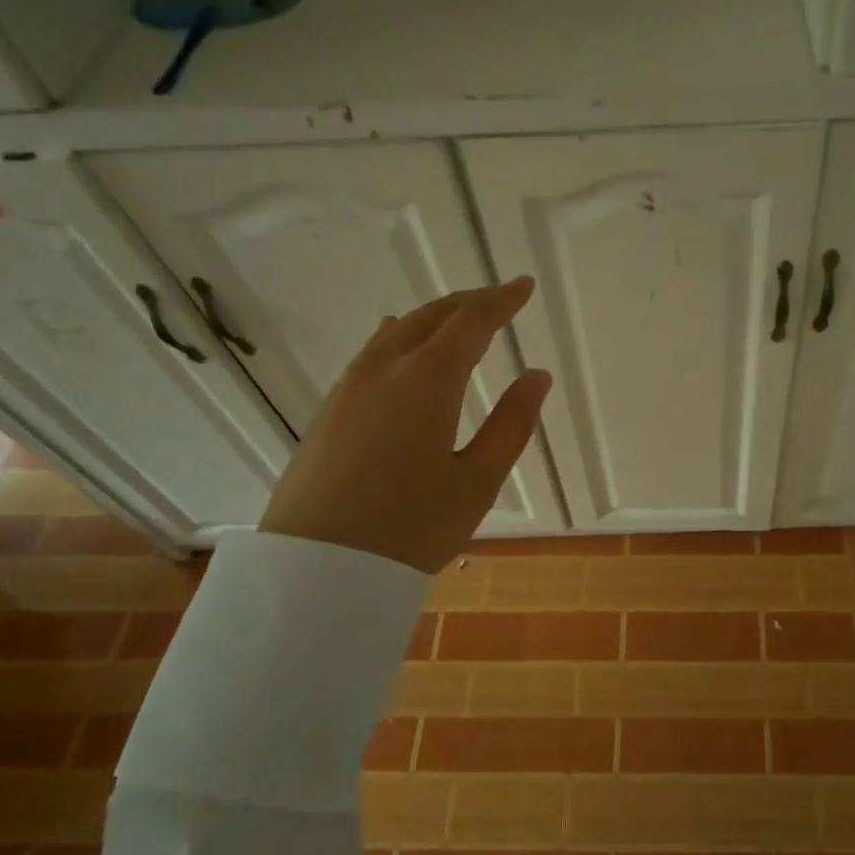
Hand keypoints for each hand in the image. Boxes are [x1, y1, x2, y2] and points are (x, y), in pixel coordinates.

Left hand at [258, 278, 551, 571]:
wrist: (317, 568)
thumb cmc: (411, 527)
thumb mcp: (478, 481)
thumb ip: (512, 423)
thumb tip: (537, 376)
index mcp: (428, 379)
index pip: (471, 321)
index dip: (501, 300)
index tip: (523, 286)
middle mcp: (385, 368)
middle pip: (431, 316)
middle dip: (469, 302)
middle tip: (498, 299)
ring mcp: (350, 387)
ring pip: (398, 331)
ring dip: (433, 318)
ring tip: (457, 320)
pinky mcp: (330, 409)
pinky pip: (373, 353)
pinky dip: (402, 337)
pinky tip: (403, 348)